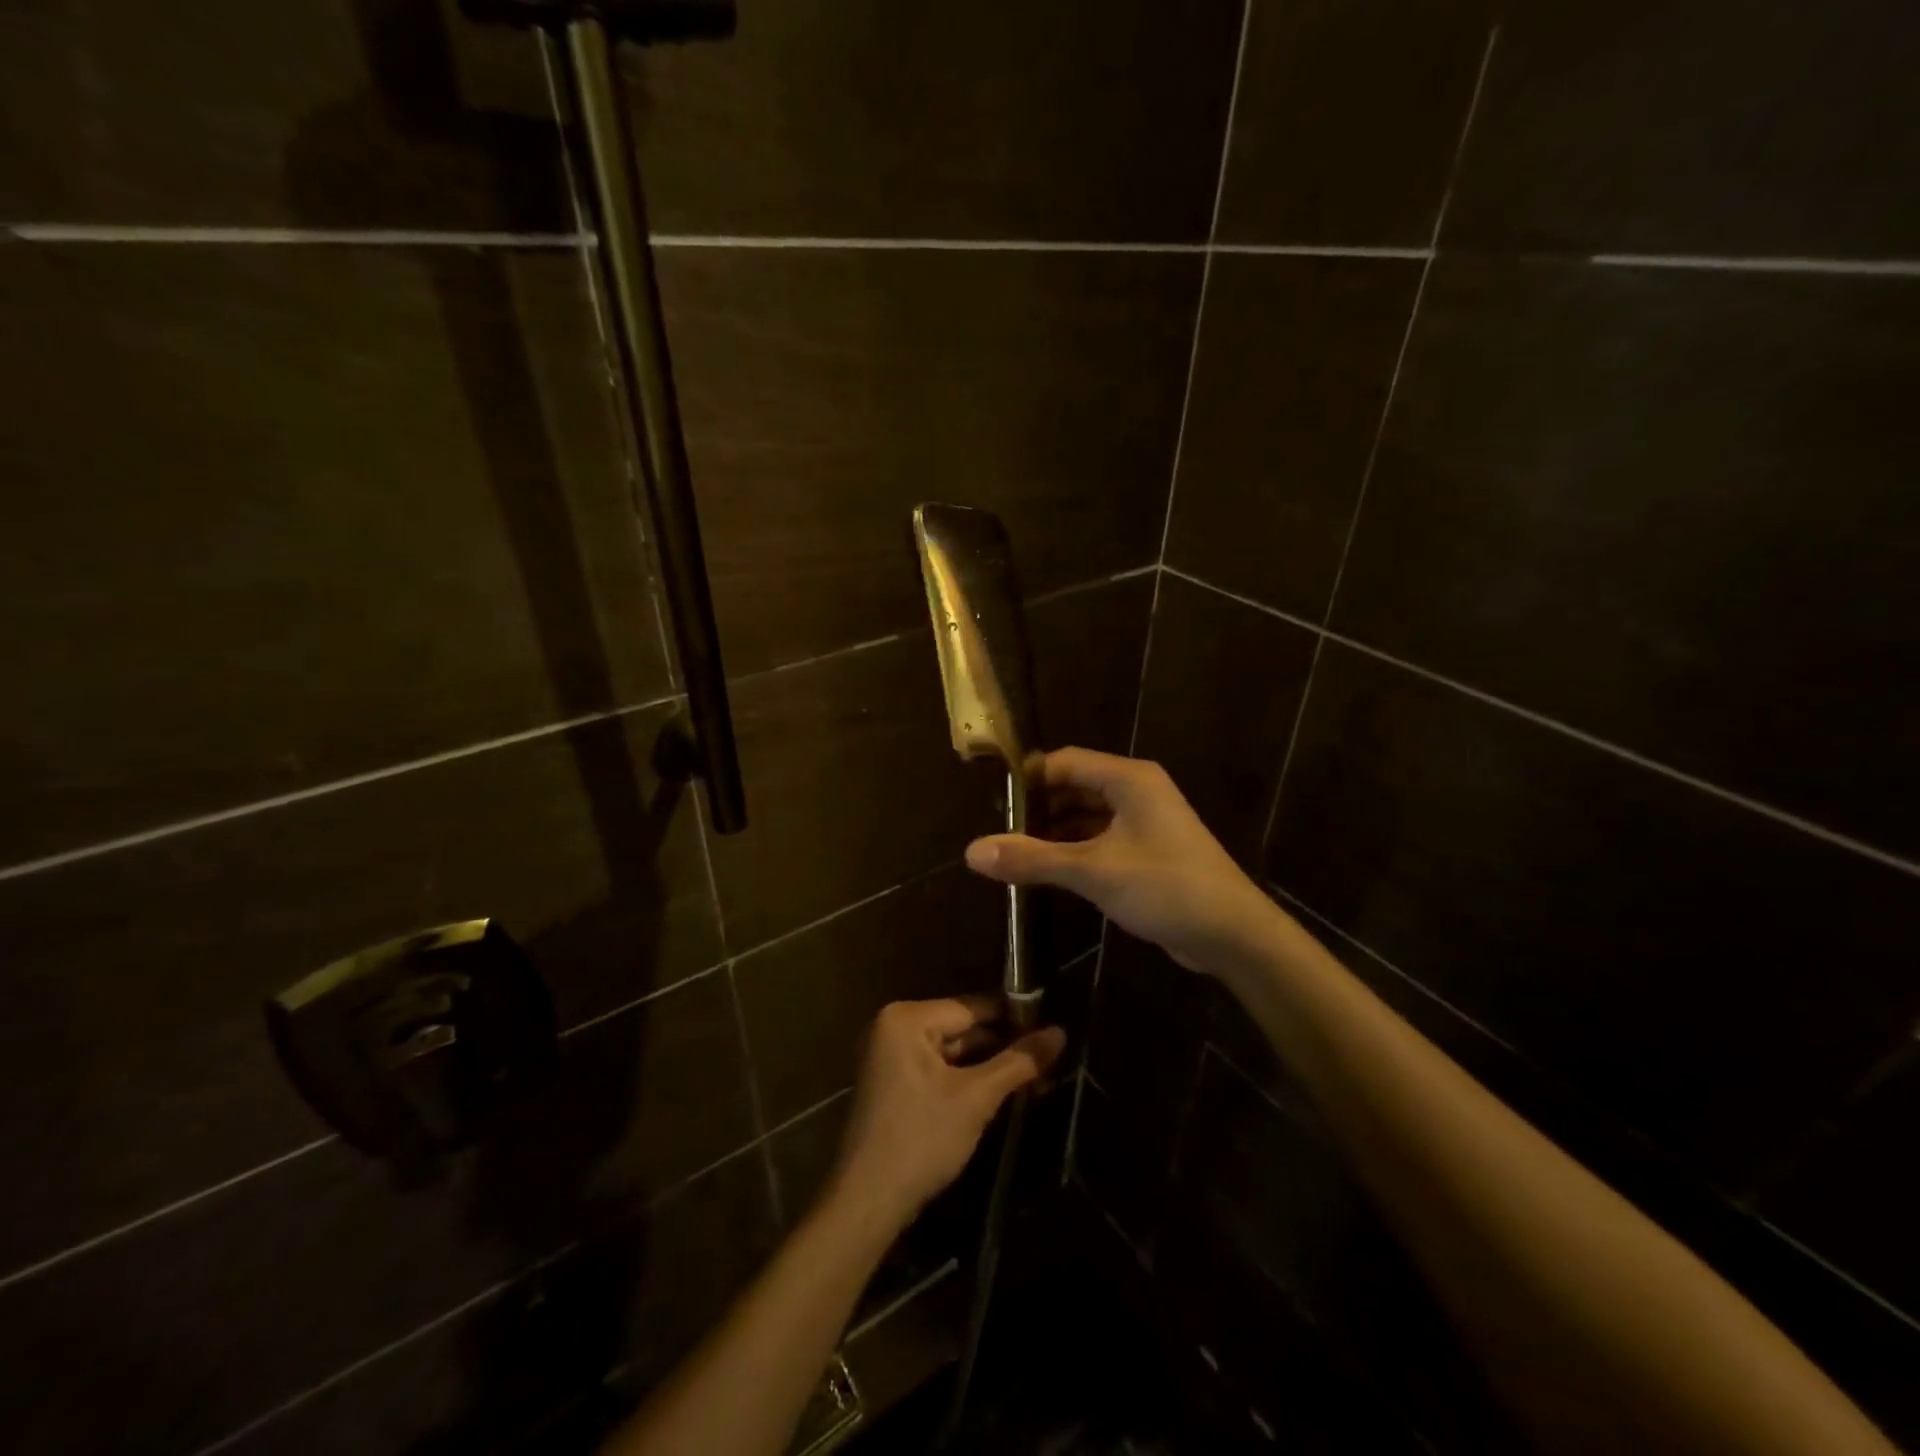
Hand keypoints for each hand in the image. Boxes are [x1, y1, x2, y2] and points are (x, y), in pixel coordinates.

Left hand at [828, 998, 1065, 1234]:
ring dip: (987, 1067)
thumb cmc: (921, 1140)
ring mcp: (889, 1056)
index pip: (972, 1008)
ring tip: (1032, 1079)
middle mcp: (893, 1027)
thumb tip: (1060, 1032)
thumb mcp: (976, 1098)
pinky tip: (998, 1095)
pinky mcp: (892, 1084)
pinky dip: (964, 1081)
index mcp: (907, 1018)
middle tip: (1047, 1062)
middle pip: (961, 1028)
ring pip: (951, 1052)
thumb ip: (1018, 1062)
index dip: (1013, 1018)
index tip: (1051, 1029)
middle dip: (1002, 1048)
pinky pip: (937, 1070)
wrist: (867, 1202)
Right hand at [964, 747, 1282, 973]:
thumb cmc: (1165, 887)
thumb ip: (1032, 858)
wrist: (1233, 934)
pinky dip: (1075, 851)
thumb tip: (972, 851)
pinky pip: (1102, 840)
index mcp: (1128, 779)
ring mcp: (1146, 822)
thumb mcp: (1093, 871)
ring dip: (1055, 833)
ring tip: (1016, 854)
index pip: (1065, 762)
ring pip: (1088, 816)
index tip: (993, 804)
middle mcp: (1137, 791)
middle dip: (1038, 810)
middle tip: (1000, 834)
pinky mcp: (1149, 851)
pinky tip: (1049, 872)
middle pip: (1075, 787)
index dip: (1028, 779)